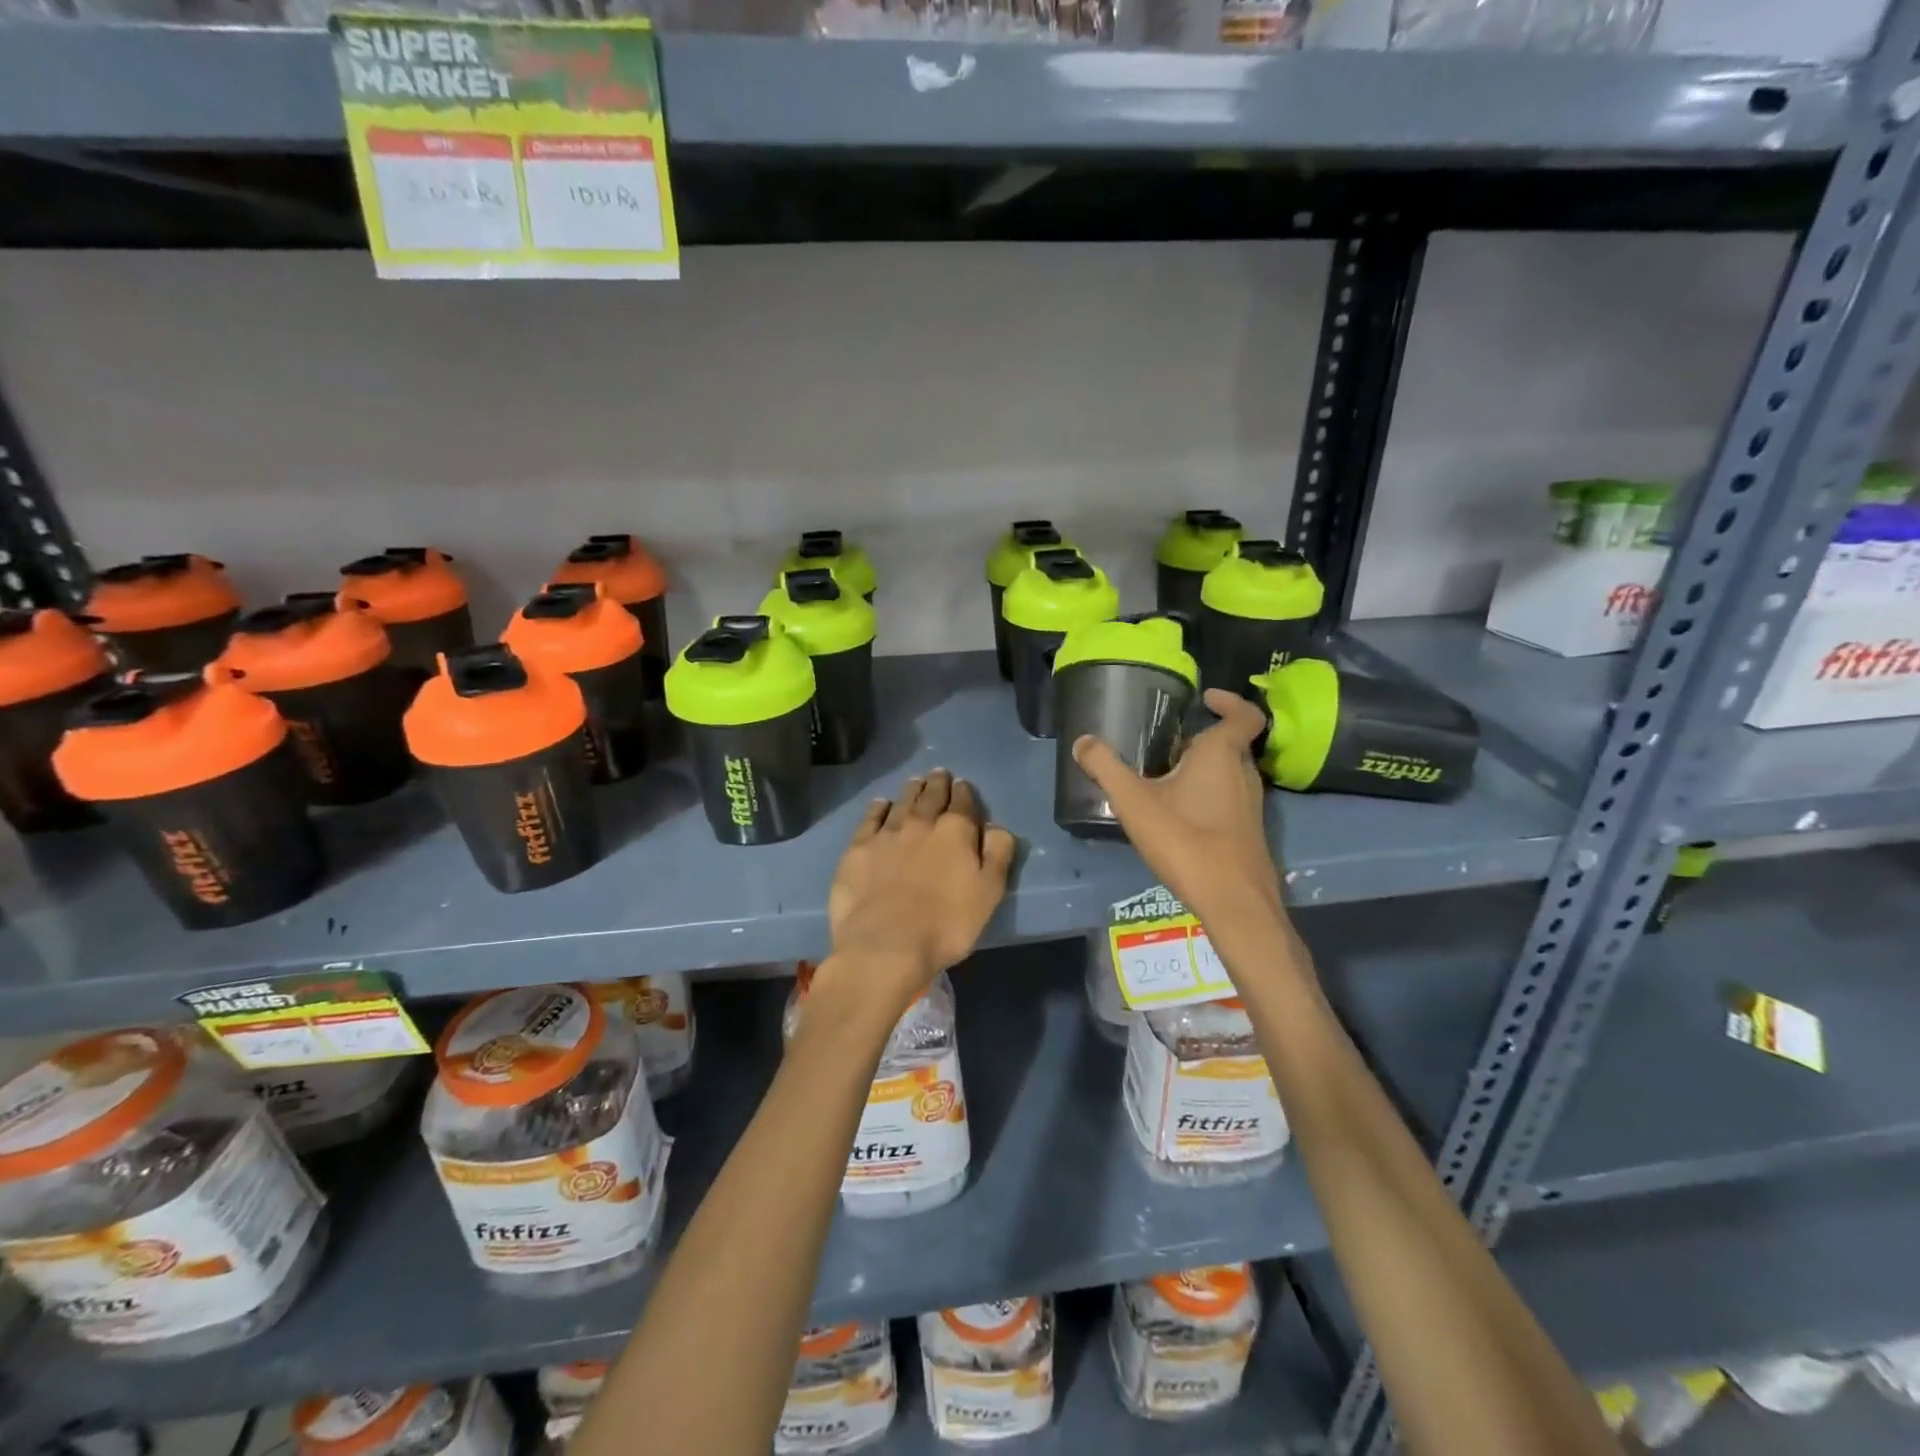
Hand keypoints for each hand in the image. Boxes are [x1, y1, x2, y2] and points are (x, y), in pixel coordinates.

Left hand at [826, 769, 1016, 997]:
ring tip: (916, 782)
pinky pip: (871, 818)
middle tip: (939, 774)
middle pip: (931, 796)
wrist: (886, 943)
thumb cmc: (946, 924)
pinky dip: (879, 808)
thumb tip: (996, 826)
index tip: (963, 785)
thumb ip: (997, 854)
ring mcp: (886, 833)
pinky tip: (881, 804)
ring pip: (902, 802)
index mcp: (955, 831)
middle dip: (938, 784)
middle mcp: (921, 823)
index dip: (964, 793)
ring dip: (912, 790)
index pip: (963, 803)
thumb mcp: (989, 893)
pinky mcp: (859, 848)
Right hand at [1072, 689, 1282, 924]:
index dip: (1229, 702)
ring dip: (1205, 769)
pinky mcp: (1248, 833)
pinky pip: (1229, 800)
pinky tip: (1178, 817)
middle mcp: (1244, 774)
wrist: (1233, 901)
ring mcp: (1251, 806)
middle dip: (1203, 739)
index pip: (1244, 716)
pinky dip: (1208, 796)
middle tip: (1168, 744)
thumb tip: (1082, 741)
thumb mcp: (1134, 801)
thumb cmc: (1185, 840)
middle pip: (1231, 745)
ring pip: (1230, 775)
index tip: (1205, 698)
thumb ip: (1106, 768)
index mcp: (1222, 755)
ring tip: (1166, 778)